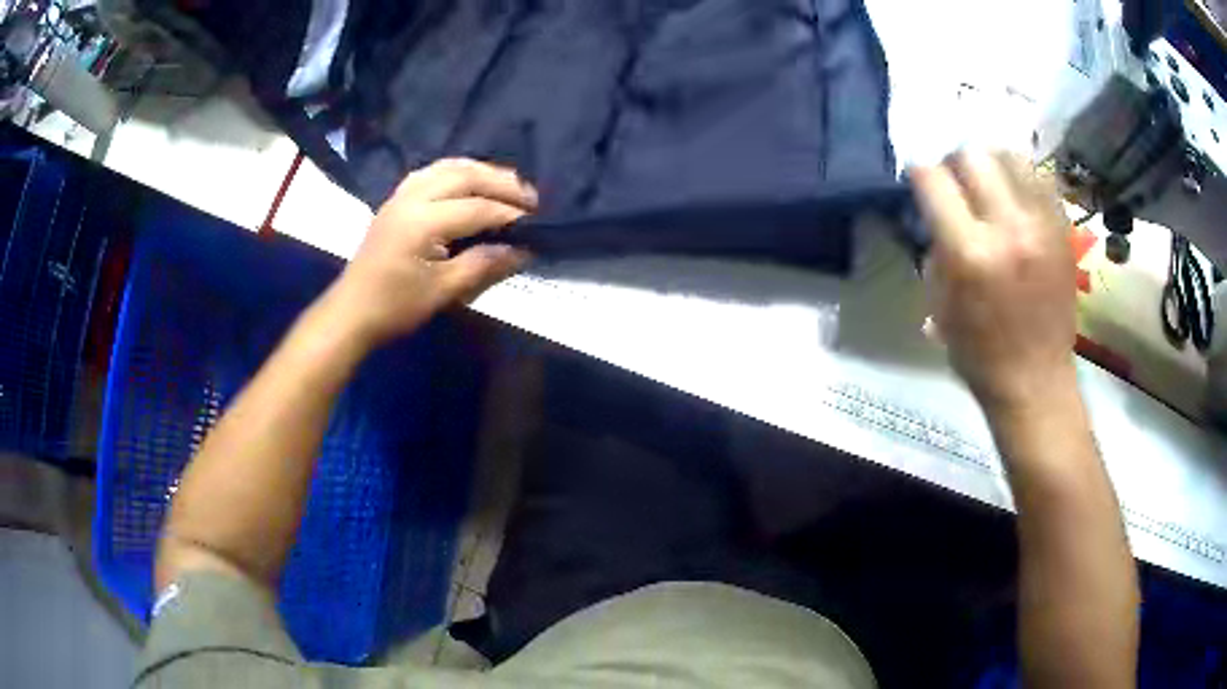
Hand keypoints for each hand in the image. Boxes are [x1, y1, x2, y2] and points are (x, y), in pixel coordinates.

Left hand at [321, 158, 535, 347]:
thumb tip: (523, 251)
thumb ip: (483, 265)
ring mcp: (401, 195)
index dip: (509, 214)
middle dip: (502, 182)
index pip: (477, 208)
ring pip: (448, 167)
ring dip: (481, 171)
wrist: (351, 312)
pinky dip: (457, 172)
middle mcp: (412, 197)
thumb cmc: (394, 307)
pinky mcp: (396, 199)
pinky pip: (432, 172)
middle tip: (531, 196)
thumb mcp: (442, 291)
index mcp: (422, 221)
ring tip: (507, 184)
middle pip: (465, 175)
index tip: (537, 222)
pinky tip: (469, 182)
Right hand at [910, 150, 1076, 411]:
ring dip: (992, 164)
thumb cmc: (980, 354)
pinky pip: (1041, 179)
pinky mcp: (1063, 231)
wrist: (1036, 383)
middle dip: (955, 163)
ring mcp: (1042, 225)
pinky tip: (1018, 200)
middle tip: (957, 184)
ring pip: (1010, 155)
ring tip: (991, 186)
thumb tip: (936, 210)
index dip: (920, 174)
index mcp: (970, 252)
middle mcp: (1008, 227)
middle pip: (972, 154)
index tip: (920, 183)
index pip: (933, 178)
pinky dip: (1023, 180)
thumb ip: (936, 248)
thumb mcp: (939, 306)